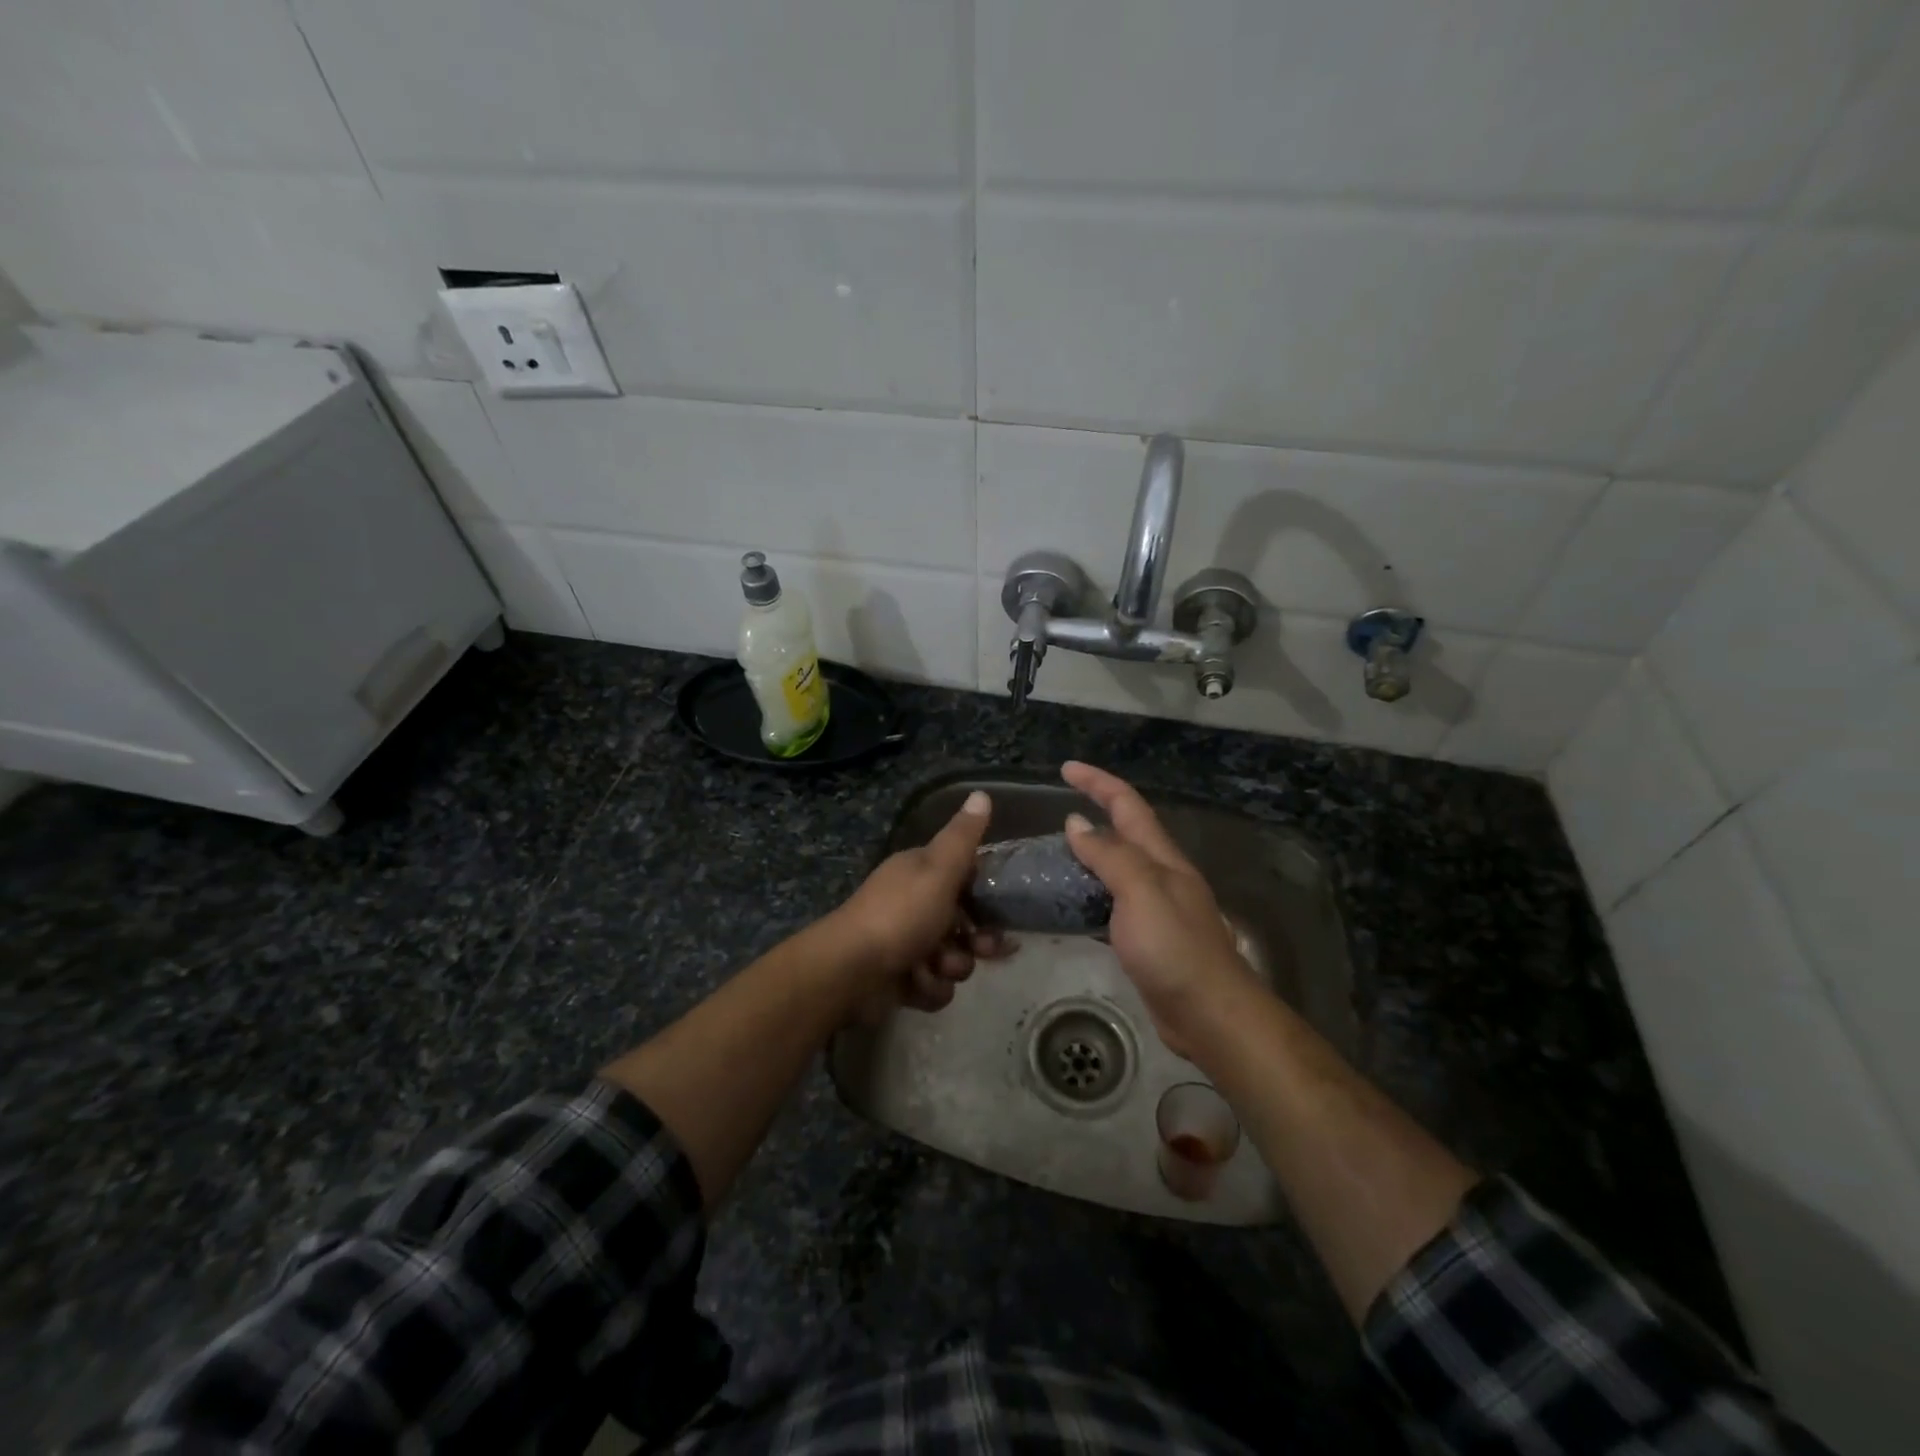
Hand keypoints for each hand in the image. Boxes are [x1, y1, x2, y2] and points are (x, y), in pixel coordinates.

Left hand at [829, 790, 1012, 1014]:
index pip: (964, 876)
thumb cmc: (901, 914)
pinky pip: (931, 985)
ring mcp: (903, 942)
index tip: (1003, 911)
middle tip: (983, 950)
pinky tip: (916, 985)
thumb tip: (982, 792)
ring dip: (950, 967)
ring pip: (950, 958)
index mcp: (919, 872)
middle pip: (962, 922)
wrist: (851, 971)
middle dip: (976, 940)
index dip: (987, 894)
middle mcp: (911, 903)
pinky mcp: (898, 978)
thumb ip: (963, 837)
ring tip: (936, 968)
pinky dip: (928, 988)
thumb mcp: (938, 869)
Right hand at [1061, 761, 1258, 1055]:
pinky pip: (1112, 901)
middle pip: (1125, 831)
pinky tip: (1071, 904)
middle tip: (1054, 812)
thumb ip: (1109, 855)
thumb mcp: (1141, 891)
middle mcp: (1160, 875)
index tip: (1066, 768)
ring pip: (1117, 867)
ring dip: (1089, 854)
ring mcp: (1155, 907)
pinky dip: (1089, 892)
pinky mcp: (1146, 937)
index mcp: (1161, 858)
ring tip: (1053, 855)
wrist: (1209, 1013)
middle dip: (1094, 811)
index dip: (1098, 782)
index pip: (1127, 805)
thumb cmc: (1174, 948)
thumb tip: (1076, 823)